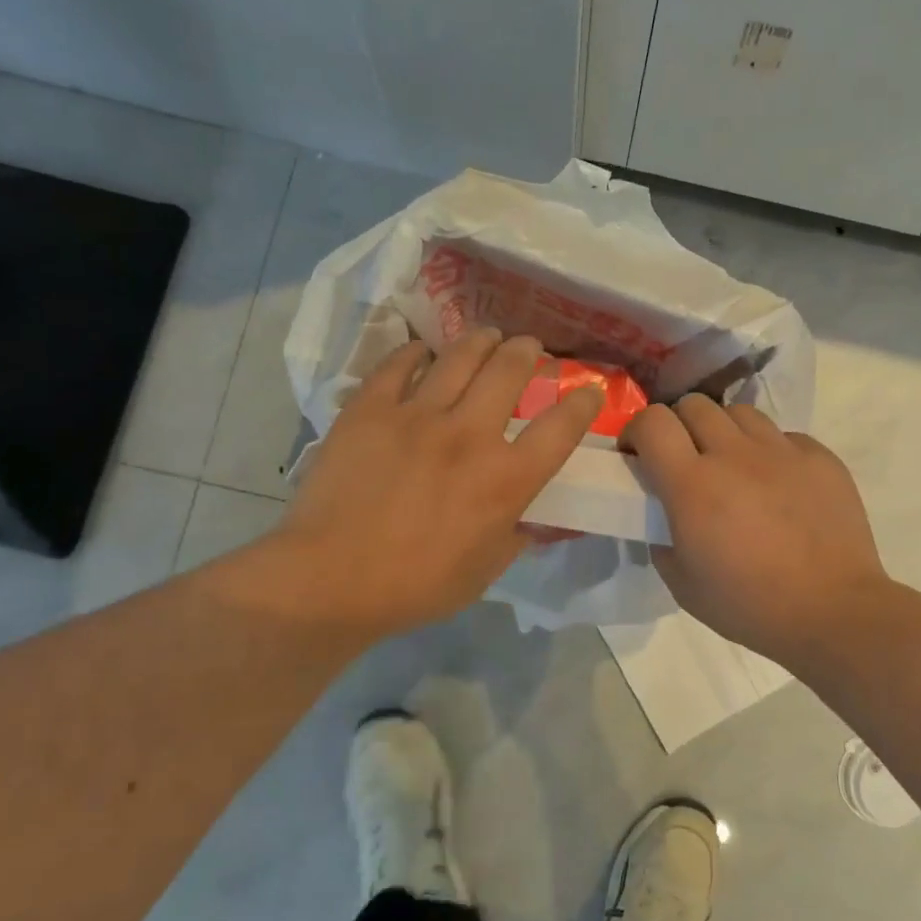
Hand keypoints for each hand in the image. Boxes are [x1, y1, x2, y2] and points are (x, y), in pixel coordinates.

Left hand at [263, 329, 601, 639]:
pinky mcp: (371, 409)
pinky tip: (423, 352)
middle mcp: (469, 434)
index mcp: (505, 479)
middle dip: (528, 351)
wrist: (331, 578)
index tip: (589, 389)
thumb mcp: (486, 570)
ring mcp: (417, 415)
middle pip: (510, 371)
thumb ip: (518, 534)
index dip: (583, 403)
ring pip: (460, 356)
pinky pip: (399, 364)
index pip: (561, 428)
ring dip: (482, 340)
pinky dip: (416, 353)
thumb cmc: (417, 585)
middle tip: (530, 346)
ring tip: (488, 335)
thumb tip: (538, 518)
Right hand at [624, 397, 889, 671]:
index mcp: (693, 485)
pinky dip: (768, 450)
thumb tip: (664, 516)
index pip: (652, 423)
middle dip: (677, 425)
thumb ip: (661, 539)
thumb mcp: (682, 584)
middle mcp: (735, 455)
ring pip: (739, 412)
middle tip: (683, 458)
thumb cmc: (749, 605)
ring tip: (730, 464)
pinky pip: (782, 435)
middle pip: (694, 405)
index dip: (636, 431)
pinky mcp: (819, 457)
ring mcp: (782, 451)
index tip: (636, 454)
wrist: (833, 612)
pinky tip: (775, 482)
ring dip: (723, 431)